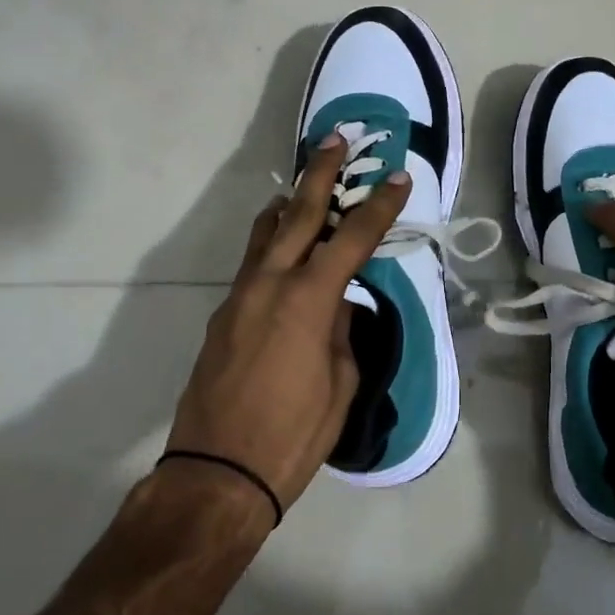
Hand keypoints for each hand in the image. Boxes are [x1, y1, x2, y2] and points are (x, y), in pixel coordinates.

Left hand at [168, 134, 407, 517]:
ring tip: (303, 185)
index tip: (398, 179)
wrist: (217, 474)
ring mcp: (239, 298)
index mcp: (307, 301)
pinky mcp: (223, 316)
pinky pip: (253, 264)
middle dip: (320, 175)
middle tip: (335, 140)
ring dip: (288, 204)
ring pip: (265, 234)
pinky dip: (272, 243)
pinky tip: (283, 248)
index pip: (351, 239)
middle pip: (297, 215)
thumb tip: (339, 307)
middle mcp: (269, 285)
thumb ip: (343, 333)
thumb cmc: (293, 434)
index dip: (378, 206)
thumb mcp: (339, 383)